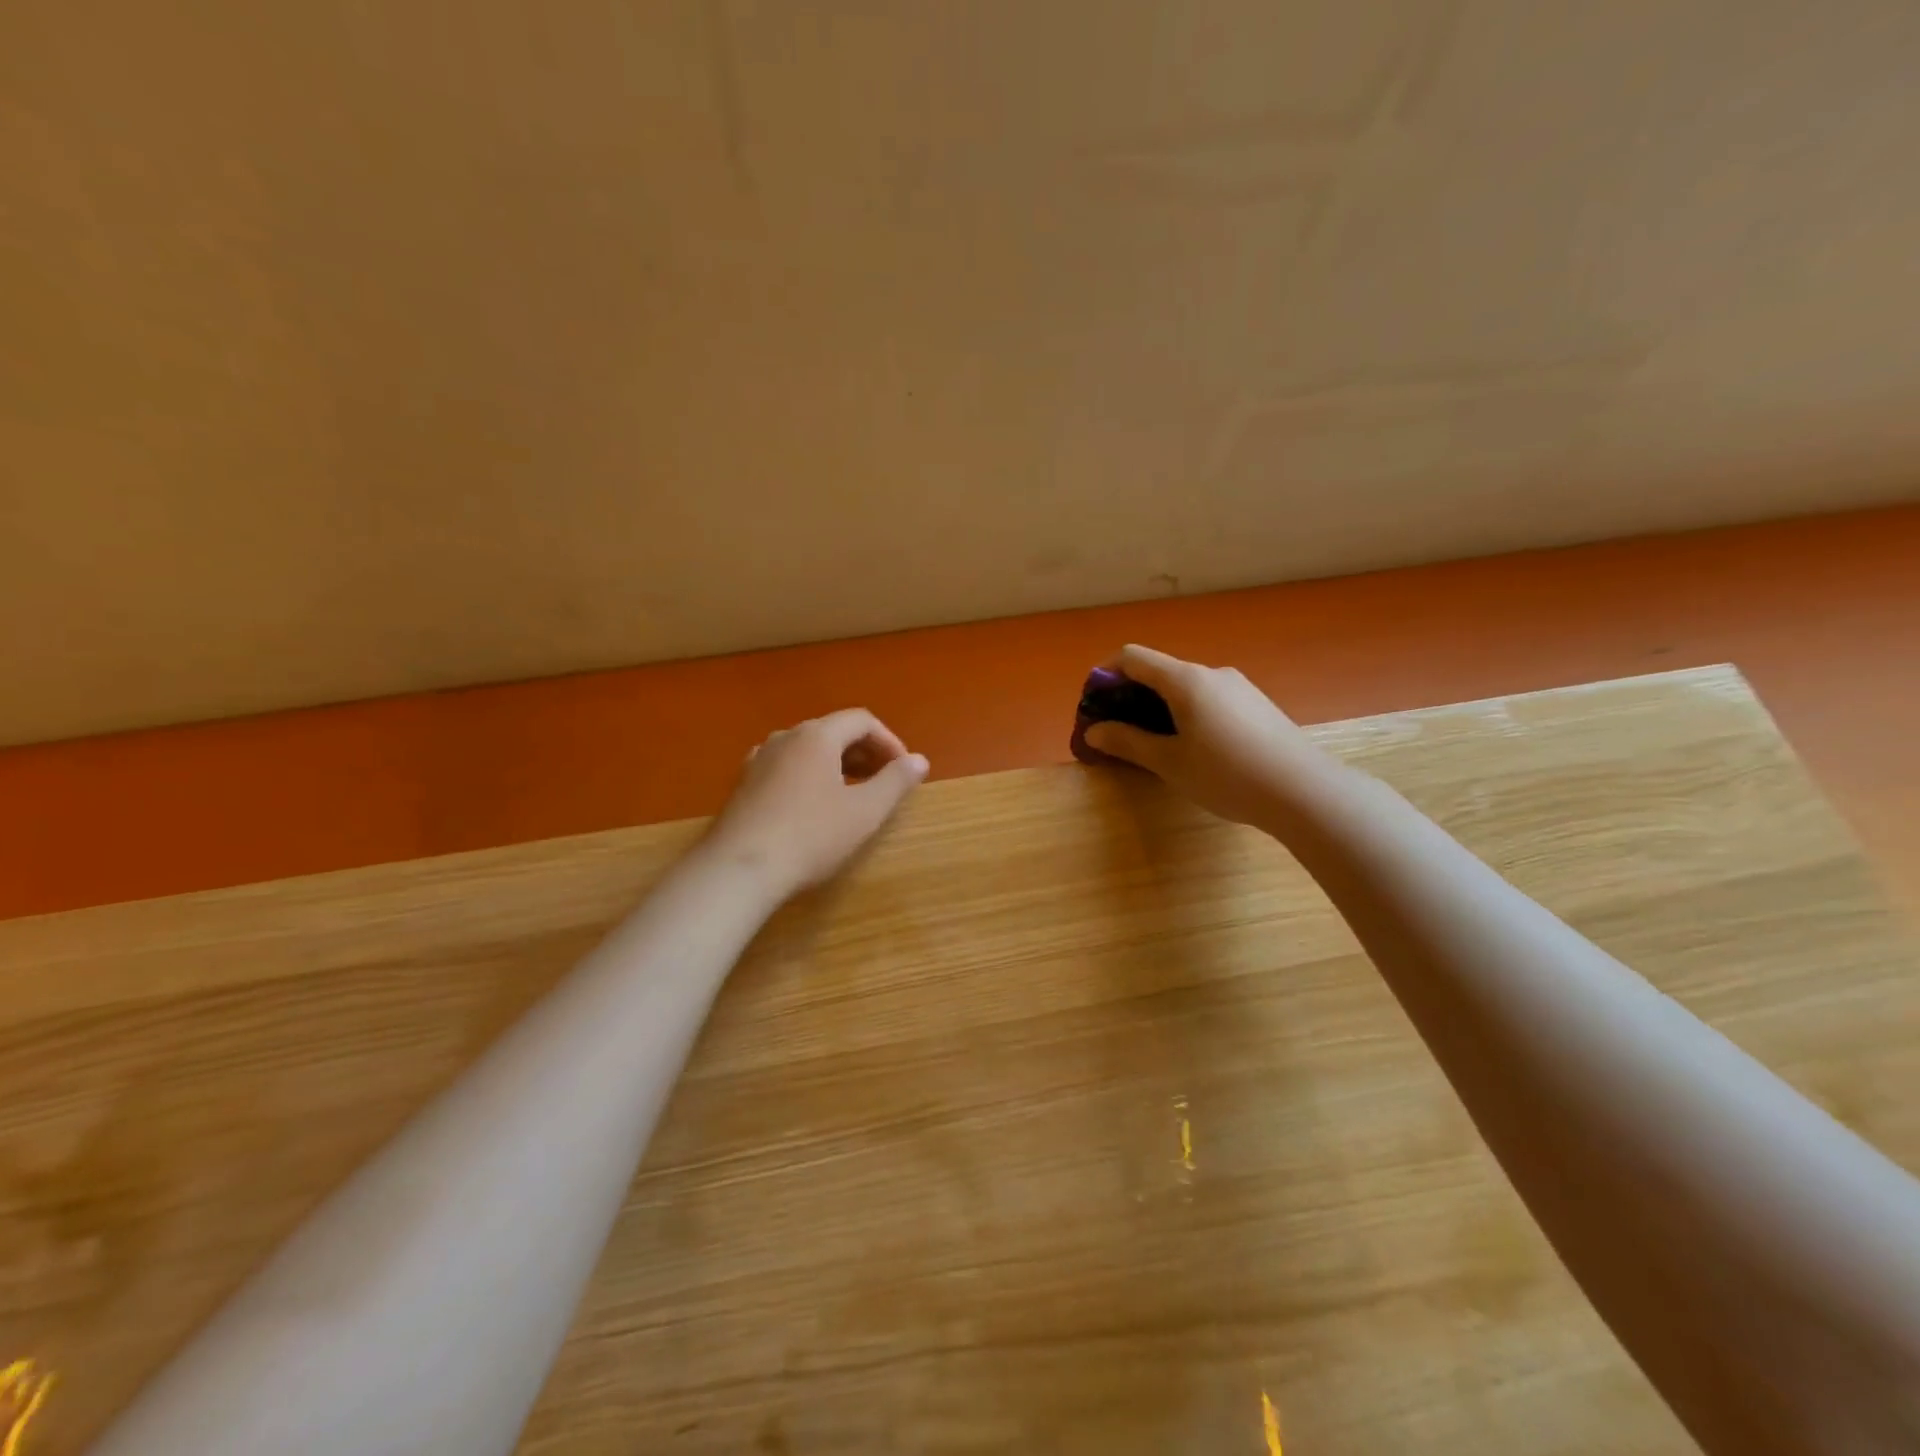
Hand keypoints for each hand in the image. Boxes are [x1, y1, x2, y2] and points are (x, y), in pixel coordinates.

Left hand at [705, 709, 928, 896]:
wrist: (738, 869)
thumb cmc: (810, 836)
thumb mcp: (864, 812)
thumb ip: (895, 781)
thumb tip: (920, 760)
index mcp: (817, 736)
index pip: (861, 720)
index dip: (889, 741)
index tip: (903, 771)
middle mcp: (785, 737)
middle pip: (833, 731)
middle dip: (865, 752)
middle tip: (884, 783)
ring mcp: (759, 759)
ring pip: (808, 749)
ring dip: (837, 764)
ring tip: (853, 793)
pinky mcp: (744, 784)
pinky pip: (787, 767)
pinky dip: (810, 775)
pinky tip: (813, 805)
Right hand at [1083, 645, 1328, 826]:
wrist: (1304, 790)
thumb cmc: (1227, 774)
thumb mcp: (1169, 762)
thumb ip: (1128, 742)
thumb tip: (1094, 731)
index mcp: (1185, 680)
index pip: (1133, 658)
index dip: (1105, 674)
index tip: (1093, 702)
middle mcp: (1212, 673)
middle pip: (1160, 672)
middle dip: (1131, 696)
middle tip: (1117, 731)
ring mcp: (1239, 688)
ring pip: (1186, 688)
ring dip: (1160, 707)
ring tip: (1154, 744)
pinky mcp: (1257, 705)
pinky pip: (1210, 699)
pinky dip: (1188, 713)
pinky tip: (1194, 748)